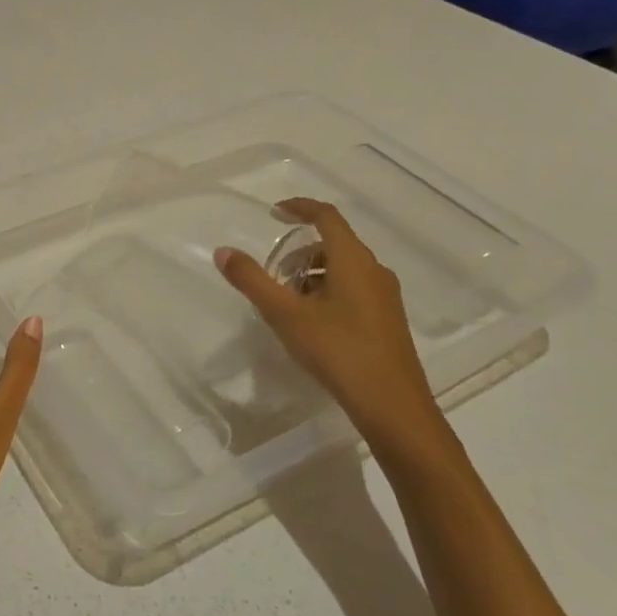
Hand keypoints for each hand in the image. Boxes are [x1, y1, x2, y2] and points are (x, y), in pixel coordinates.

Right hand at [213, 198, 442, 458]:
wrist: (393, 407)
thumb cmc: (338, 351)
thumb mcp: (285, 315)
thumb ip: (252, 280)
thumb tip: (223, 251)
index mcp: (353, 260)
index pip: (326, 216)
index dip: (299, 208)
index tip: (274, 213)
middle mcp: (374, 270)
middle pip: (334, 244)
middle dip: (300, 252)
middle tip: (273, 273)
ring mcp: (385, 296)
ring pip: (344, 269)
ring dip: (312, 274)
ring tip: (287, 302)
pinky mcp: (387, 320)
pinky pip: (354, 289)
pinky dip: (328, 291)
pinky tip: (311, 323)